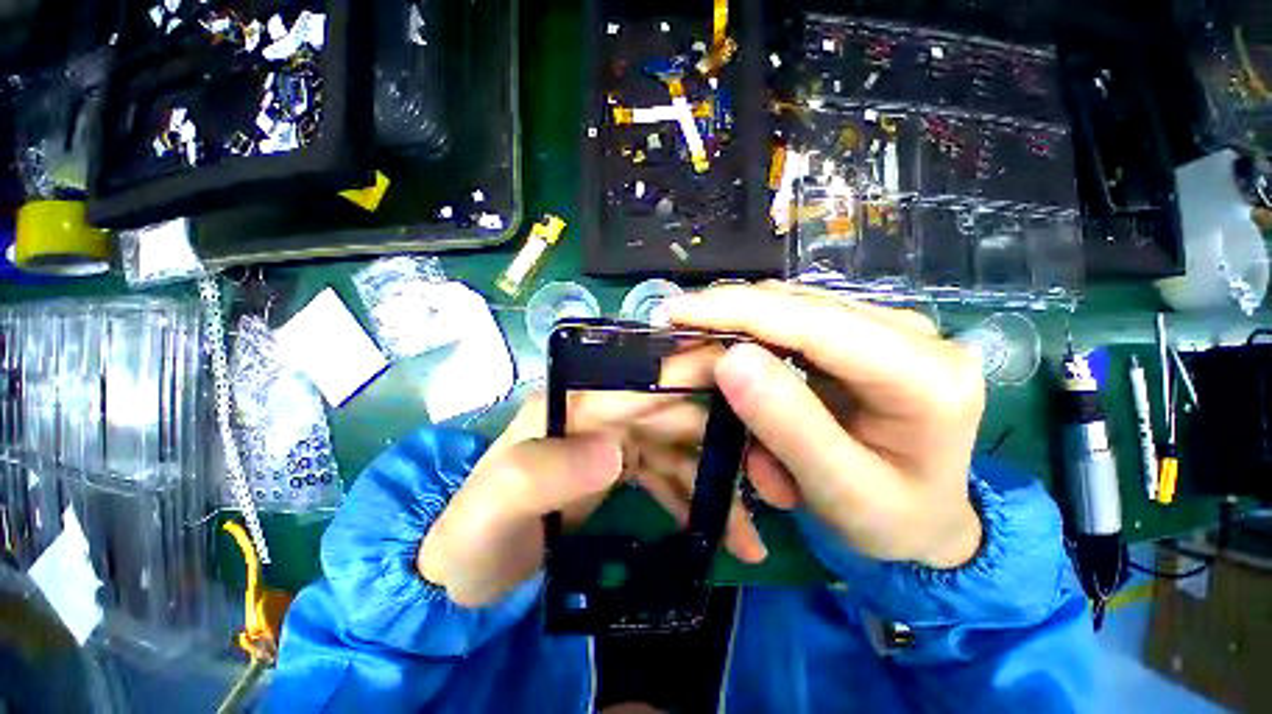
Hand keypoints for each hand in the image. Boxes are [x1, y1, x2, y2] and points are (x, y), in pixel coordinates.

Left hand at [418, 383, 766, 606]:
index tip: (748, 385)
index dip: (693, 372)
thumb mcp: (495, 508)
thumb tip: (615, 452)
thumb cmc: (474, 536)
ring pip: (681, 445)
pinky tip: (717, 532)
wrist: (466, 572)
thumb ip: (543, 473)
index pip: (640, 375)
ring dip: (716, 481)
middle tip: (769, 479)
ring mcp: (615, 437)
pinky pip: (671, 473)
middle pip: (674, 409)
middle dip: (722, 439)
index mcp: (573, 401)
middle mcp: (600, 409)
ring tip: (748, 531)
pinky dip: (696, 499)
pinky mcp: (622, 466)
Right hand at [667, 282, 985, 569]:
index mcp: (924, 376)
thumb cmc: (893, 519)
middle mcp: (911, 334)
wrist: (929, 517)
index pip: (811, 323)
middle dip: (725, 317)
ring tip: (700, 356)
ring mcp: (887, 327)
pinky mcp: (862, 333)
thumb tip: (729, 360)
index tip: (672, 313)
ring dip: (738, 331)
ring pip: (789, 308)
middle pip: (796, 306)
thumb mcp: (841, 492)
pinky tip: (735, 361)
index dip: (734, 312)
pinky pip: (793, 323)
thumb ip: (789, 426)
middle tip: (672, 334)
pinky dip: (754, 339)